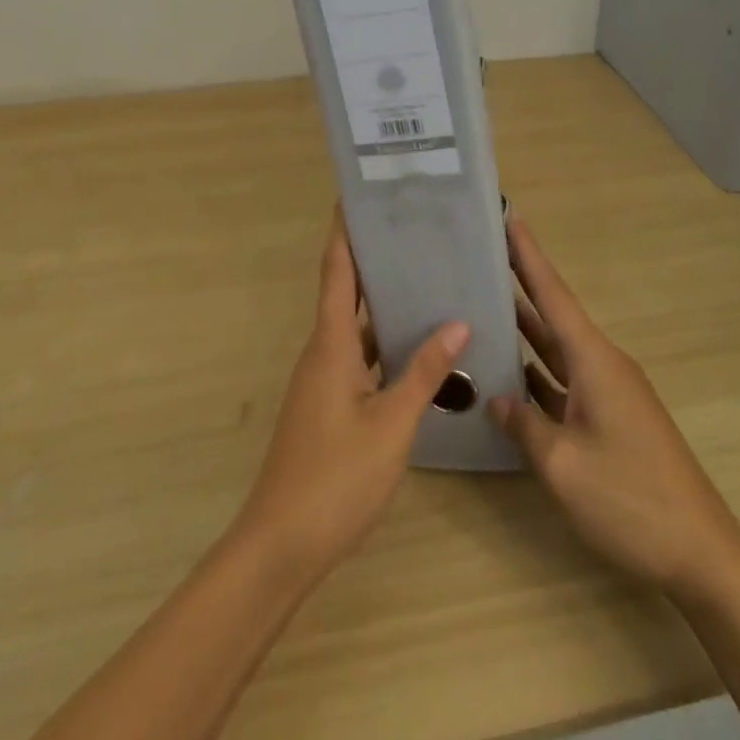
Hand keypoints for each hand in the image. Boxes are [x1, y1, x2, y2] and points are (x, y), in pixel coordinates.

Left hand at [233, 212, 469, 585]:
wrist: (281, 545)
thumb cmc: (335, 478)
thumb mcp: (391, 425)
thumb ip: (424, 374)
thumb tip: (458, 324)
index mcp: (330, 344)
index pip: (336, 270)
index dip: (344, 231)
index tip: (356, 195)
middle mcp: (322, 351)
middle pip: (345, 290)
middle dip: (371, 257)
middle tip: (409, 228)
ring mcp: (323, 379)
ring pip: (353, 325)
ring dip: (380, 300)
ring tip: (421, 276)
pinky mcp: (328, 403)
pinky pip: (357, 355)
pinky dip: (381, 341)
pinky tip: (413, 346)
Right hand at [492, 215, 739, 597]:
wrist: (701, 553)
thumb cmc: (631, 500)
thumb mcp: (563, 466)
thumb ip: (523, 425)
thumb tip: (496, 399)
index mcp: (594, 360)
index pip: (553, 294)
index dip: (528, 254)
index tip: (510, 216)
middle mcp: (602, 364)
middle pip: (554, 313)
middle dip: (523, 280)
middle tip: (486, 251)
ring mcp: (609, 392)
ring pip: (558, 349)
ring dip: (526, 327)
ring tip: (487, 301)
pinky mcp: (611, 418)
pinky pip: (566, 380)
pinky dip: (538, 371)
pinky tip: (511, 373)